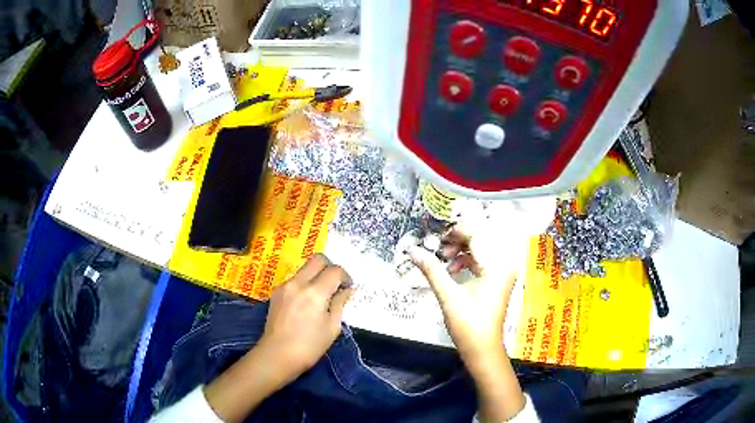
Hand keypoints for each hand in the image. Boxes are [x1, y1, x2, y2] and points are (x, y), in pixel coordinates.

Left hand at [259, 254, 353, 381]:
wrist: (277, 355)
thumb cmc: (309, 346)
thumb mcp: (332, 327)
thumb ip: (340, 303)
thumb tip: (347, 290)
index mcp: (315, 292)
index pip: (335, 271)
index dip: (345, 277)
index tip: (347, 288)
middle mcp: (298, 283)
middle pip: (318, 259)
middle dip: (330, 267)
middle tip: (335, 284)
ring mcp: (284, 286)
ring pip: (304, 268)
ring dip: (316, 275)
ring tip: (320, 296)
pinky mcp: (276, 292)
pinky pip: (294, 280)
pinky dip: (304, 284)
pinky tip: (306, 303)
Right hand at [408, 225, 519, 367]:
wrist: (482, 349)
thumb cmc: (467, 323)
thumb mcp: (447, 295)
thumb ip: (431, 270)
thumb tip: (412, 250)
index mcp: (496, 266)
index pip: (477, 236)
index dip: (455, 232)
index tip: (436, 235)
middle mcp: (504, 264)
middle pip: (480, 240)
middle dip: (457, 240)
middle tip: (437, 246)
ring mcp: (502, 272)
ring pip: (480, 250)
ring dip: (460, 251)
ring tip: (443, 259)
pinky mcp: (497, 279)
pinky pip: (481, 261)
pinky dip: (466, 261)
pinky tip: (451, 270)